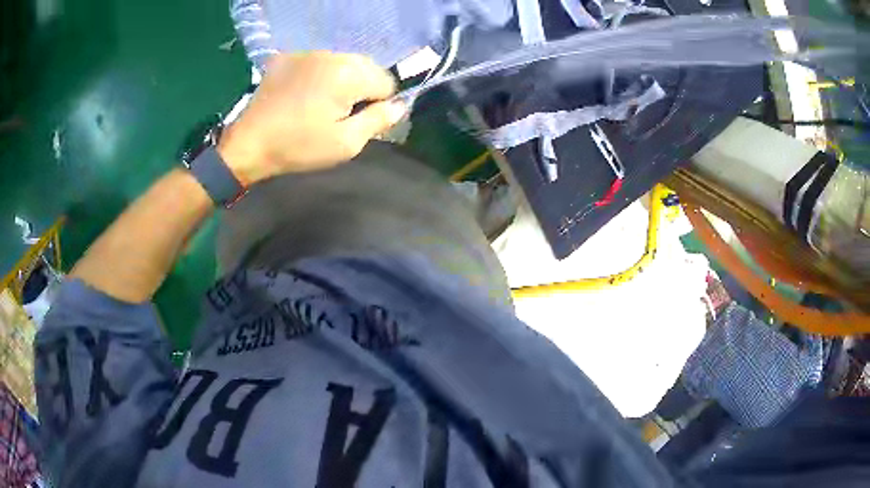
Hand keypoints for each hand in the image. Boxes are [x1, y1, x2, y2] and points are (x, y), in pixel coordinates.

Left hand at [217, 51, 406, 183]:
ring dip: (342, 80)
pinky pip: (318, 61)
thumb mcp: (346, 143)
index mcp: (348, 74)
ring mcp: (307, 53)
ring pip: (343, 62)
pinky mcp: (288, 57)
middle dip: (362, 89)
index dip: (378, 104)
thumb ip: (378, 120)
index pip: (387, 81)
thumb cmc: (298, 147)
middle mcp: (331, 54)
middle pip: (367, 67)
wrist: (248, 144)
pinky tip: (304, 94)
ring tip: (320, 104)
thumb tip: (400, 106)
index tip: (358, 121)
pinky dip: (320, 75)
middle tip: (339, 114)